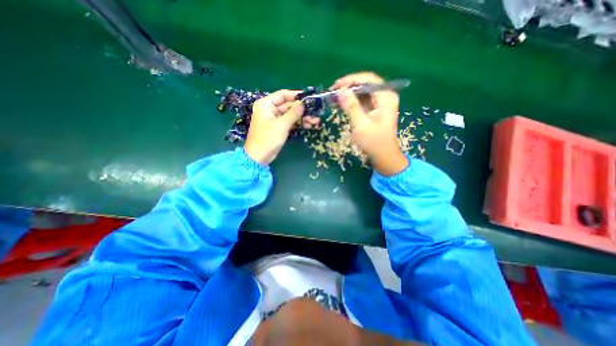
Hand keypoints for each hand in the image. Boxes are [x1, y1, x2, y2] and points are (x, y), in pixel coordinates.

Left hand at [243, 89, 320, 164]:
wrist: (259, 157)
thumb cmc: (268, 139)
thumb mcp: (282, 125)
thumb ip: (293, 113)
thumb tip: (303, 103)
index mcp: (266, 104)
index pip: (283, 95)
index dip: (296, 95)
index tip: (309, 97)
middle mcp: (270, 109)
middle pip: (288, 105)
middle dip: (302, 109)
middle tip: (315, 112)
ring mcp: (274, 119)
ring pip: (291, 115)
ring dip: (302, 117)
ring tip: (315, 121)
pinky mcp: (278, 128)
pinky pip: (290, 122)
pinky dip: (298, 123)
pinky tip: (309, 125)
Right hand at [333, 71, 408, 175]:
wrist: (383, 155)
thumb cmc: (373, 142)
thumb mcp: (361, 125)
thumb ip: (351, 107)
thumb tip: (340, 91)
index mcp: (386, 97)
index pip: (368, 79)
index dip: (351, 80)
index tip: (336, 86)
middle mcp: (385, 95)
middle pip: (365, 84)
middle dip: (348, 87)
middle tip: (332, 92)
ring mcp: (380, 102)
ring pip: (362, 92)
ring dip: (348, 94)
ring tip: (333, 99)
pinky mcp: (375, 108)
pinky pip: (362, 100)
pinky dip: (351, 101)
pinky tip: (340, 104)